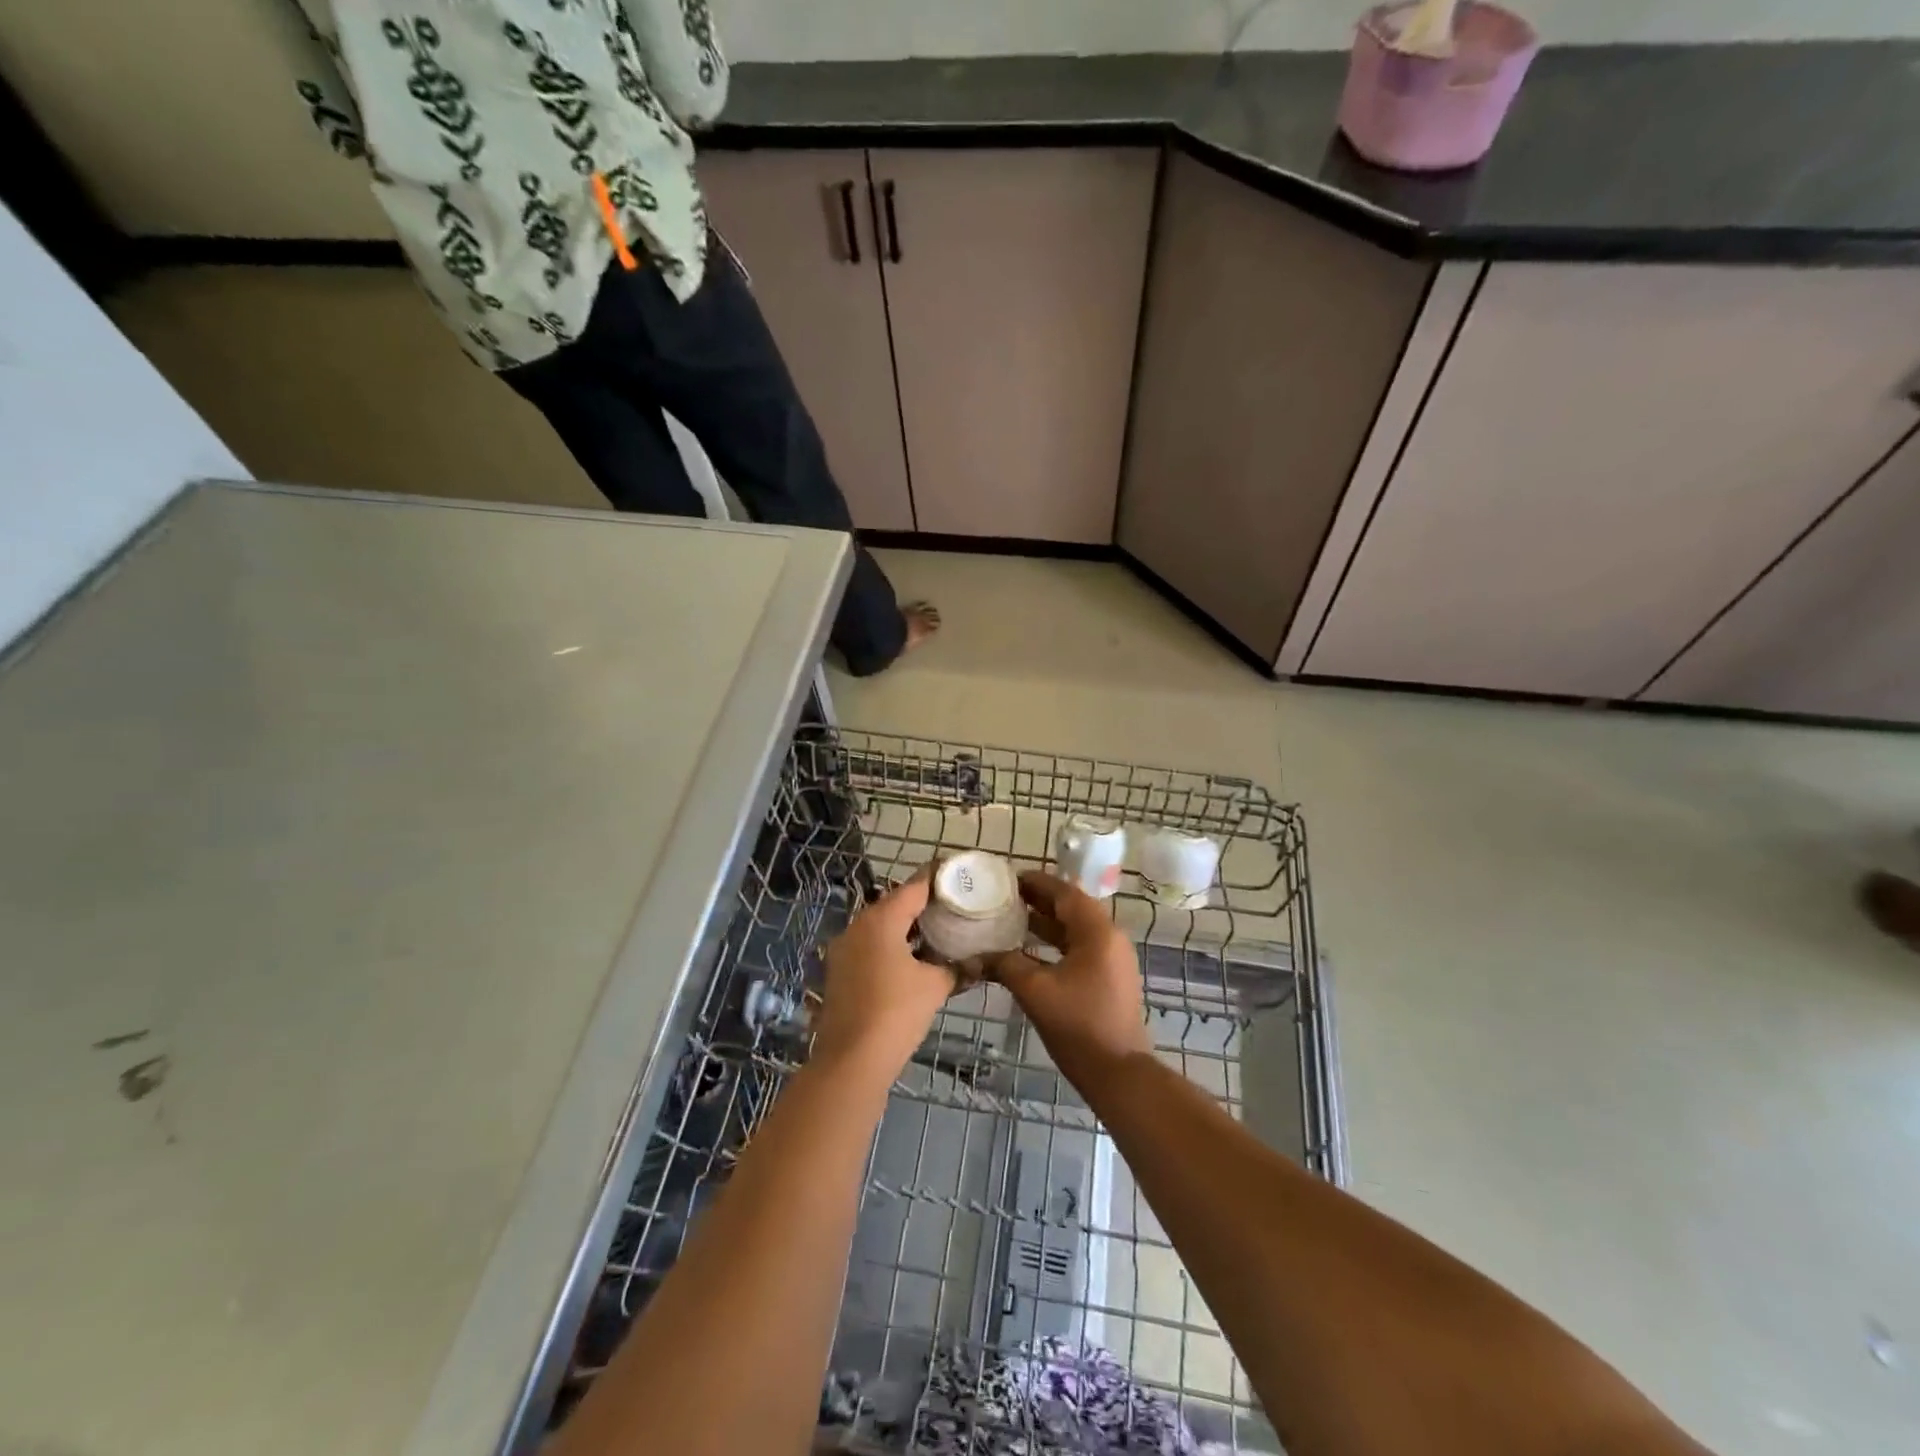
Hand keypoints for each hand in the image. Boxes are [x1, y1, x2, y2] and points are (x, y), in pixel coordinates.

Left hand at [812, 872, 956, 1078]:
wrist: (850, 1061)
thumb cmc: (896, 1013)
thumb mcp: (934, 987)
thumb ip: (956, 968)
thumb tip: (979, 963)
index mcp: (881, 919)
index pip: (915, 885)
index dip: (939, 877)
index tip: (960, 873)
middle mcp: (858, 925)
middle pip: (896, 903)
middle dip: (924, 903)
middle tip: (954, 906)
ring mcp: (844, 948)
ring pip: (881, 926)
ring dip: (907, 927)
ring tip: (939, 932)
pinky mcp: (839, 971)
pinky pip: (871, 946)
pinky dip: (892, 946)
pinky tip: (914, 961)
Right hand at [990, 872, 1151, 1085]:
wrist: (1118, 1073)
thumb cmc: (1078, 1025)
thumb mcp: (1035, 991)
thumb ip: (1004, 964)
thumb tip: (974, 956)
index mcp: (1097, 932)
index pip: (1065, 893)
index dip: (1037, 882)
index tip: (1008, 878)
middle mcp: (1109, 938)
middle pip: (1071, 908)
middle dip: (1039, 902)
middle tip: (1004, 897)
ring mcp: (1112, 959)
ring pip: (1075, 930)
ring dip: (1045, 923)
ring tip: (1010, 919)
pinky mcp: (1109, 978)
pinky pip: (1079, 948)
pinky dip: (1055, 944)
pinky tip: (1028, 952)